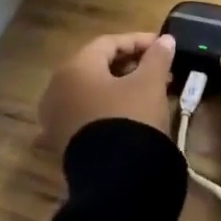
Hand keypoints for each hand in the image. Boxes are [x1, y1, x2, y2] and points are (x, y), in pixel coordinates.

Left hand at [38, 32, 175, 155]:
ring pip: (92, 91)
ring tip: (150, 90)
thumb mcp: (150, 83)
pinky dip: (106, 108)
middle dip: (131, 65)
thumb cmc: (131, 117)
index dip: (139, 41)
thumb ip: (157, 57)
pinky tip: (125, 113)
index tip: (163, 46)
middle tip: (160, 68)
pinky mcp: (61, 143)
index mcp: (75, 67)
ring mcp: (56, 117)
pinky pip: (86, 114)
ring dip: (120, 86)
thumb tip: (165, 40)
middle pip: (97, 66)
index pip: (109, 43)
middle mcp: (58, 88)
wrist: (115, 180)